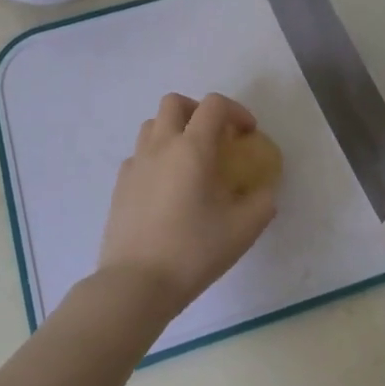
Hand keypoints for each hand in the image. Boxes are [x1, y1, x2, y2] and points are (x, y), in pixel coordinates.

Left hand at [96, 93, 277, 319]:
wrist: (136, 283)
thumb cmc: (194, 251)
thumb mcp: (243, 230)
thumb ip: (261, 202)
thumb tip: (264, 190)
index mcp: (192, 148)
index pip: (214, 105)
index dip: (236, 111)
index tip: (247, 134)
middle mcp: (161, 146)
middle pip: (175, 103)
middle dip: (199, 110)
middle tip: (215, 137)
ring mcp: (136, 163)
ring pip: (152, 125)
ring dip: (174, 130)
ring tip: (190, 159)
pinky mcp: (120, 184)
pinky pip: (139, 154)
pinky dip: (156, 157)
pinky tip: (167, 187)